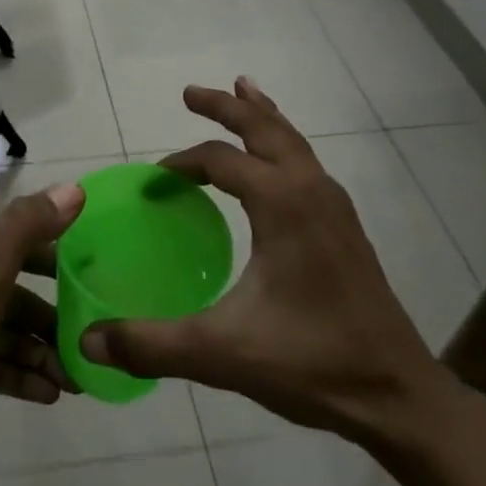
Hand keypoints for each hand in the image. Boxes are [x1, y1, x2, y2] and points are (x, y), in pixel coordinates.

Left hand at [0, 183, 85, 485]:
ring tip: (77, 379)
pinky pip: (0, 365)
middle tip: (91, 336)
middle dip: (56, 314)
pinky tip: (51, 394)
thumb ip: (26, 230)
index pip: (21, 240)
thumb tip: (74, 190)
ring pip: (12, 332)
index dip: (58, 253)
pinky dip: (25, 376)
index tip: (98, 273)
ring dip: (44, 352)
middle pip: (20, 291)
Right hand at [80, 78, 453, 448]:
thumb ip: (150, 345)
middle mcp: (310, 190)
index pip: (220, 160)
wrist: (398, 395)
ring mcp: (334, 206)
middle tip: (190, 93)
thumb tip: (88, 342)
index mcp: (282, 203)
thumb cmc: (310, 363)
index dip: (180, 165)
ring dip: (261, 116)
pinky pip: (307, 163)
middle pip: (263, 128)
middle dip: (226, 106)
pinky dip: (283, 143)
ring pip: (292, 141)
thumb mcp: (220, 353)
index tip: (154, 184)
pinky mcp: (345, 226)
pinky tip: (275, 162)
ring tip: (242, 90)